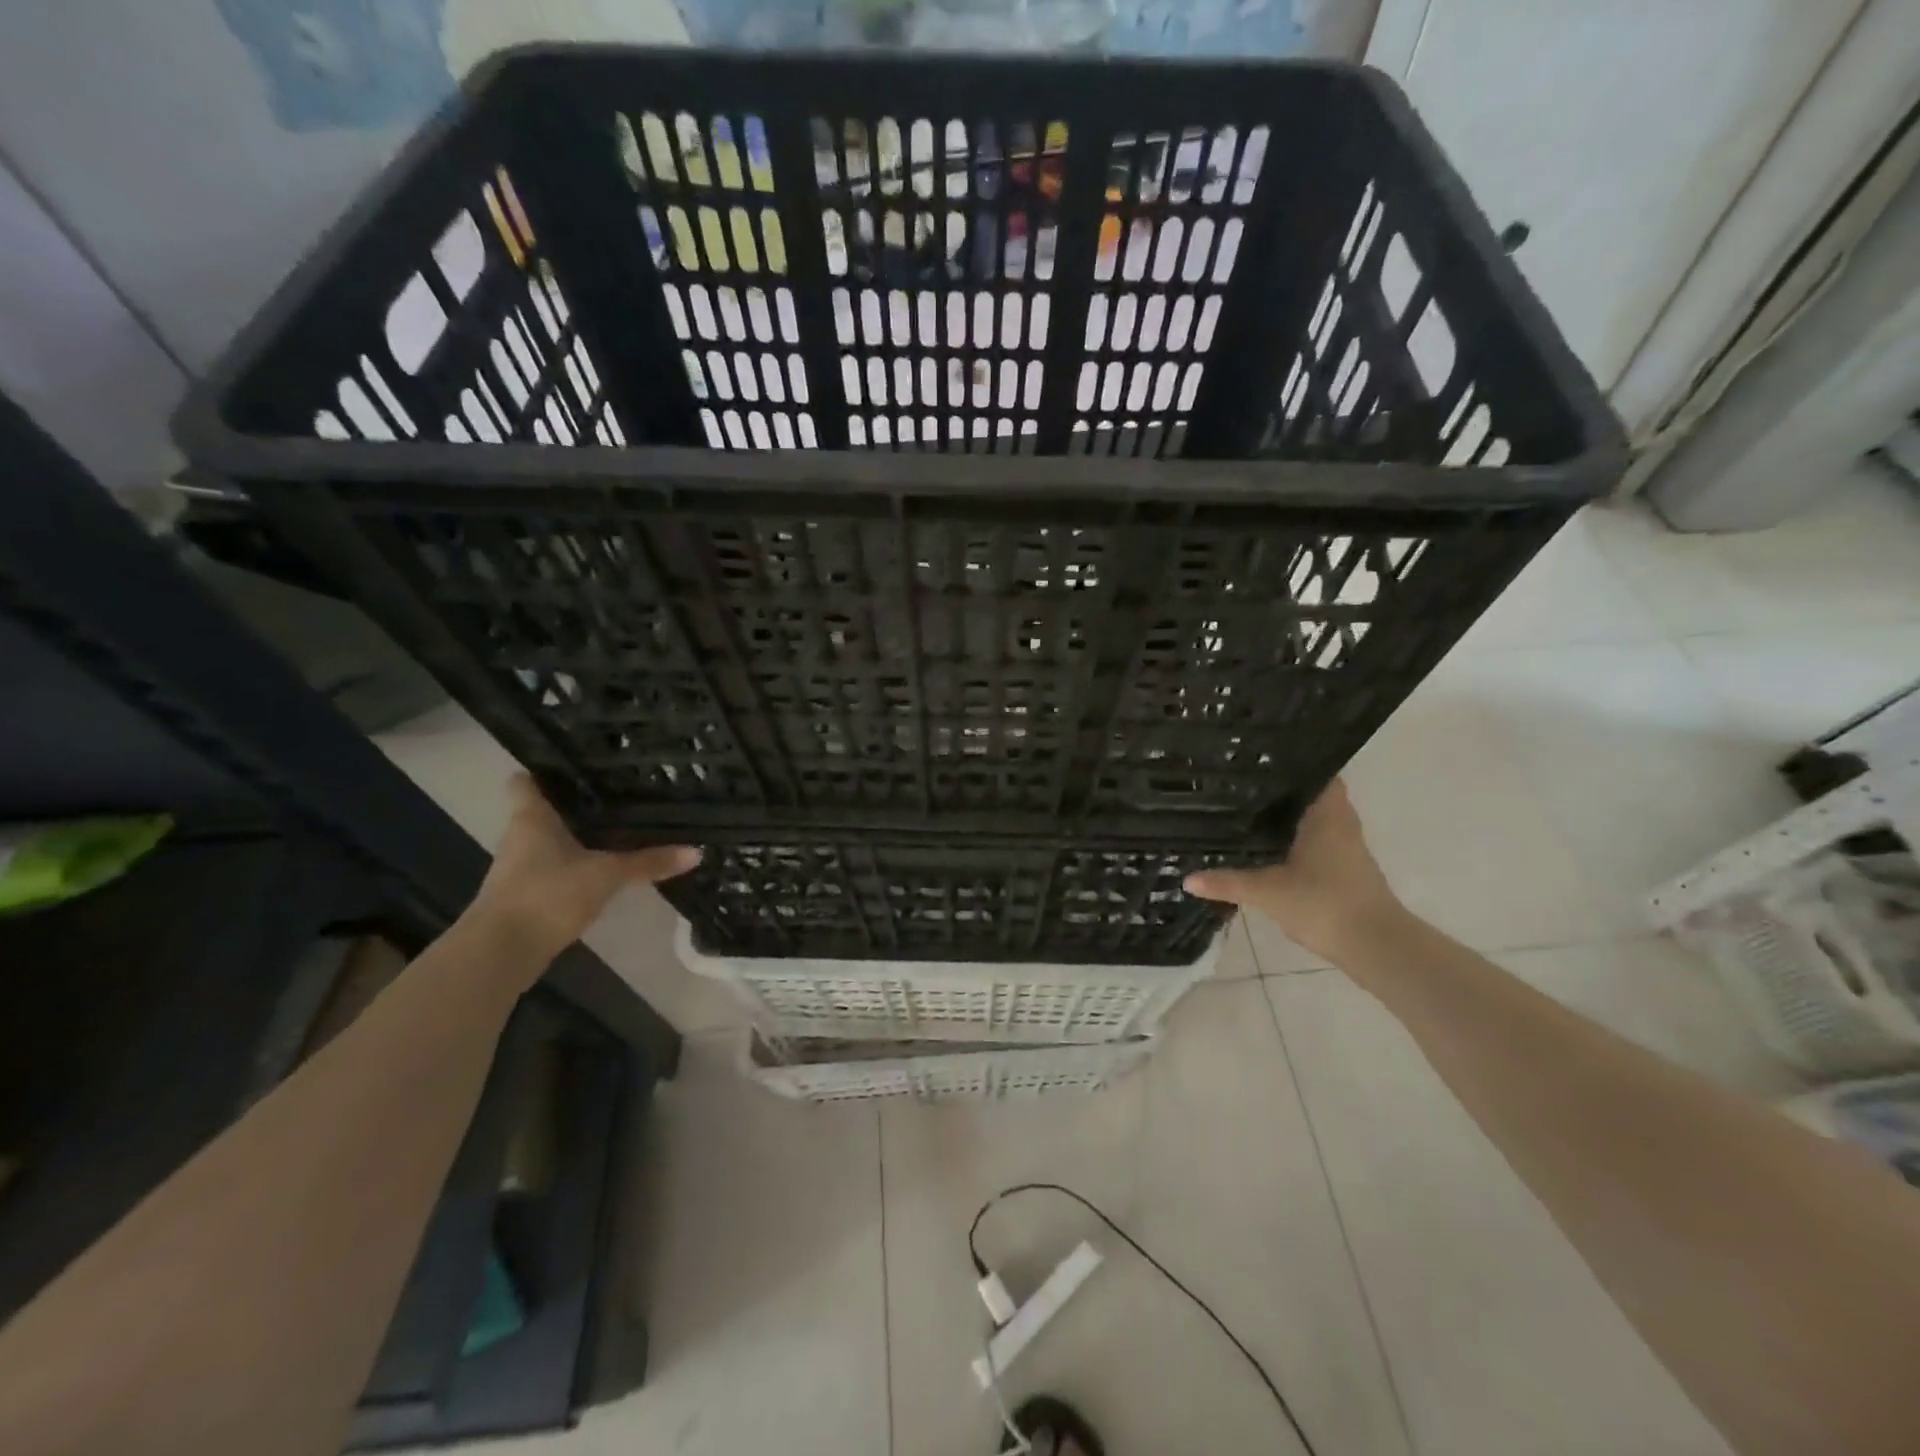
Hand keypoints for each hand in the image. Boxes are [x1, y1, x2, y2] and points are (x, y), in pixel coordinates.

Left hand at [471, 775, 699, 955]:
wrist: (501, 952)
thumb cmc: (548, 894)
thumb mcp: (606, 875)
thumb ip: (648, 862)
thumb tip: (696, 851)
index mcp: (532, 818)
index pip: (526, 781)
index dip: (546, 770)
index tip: (576, 763)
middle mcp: (520, 837)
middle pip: (543, 810)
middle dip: (573, 804)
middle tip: (614, 793)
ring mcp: (518, 869)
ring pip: (548, 842)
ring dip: (573, 837)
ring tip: (615, 828)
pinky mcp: (525, 897)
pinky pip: (552, 870)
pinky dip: (572, 867)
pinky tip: (601, 869)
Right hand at [1183, 780, 1402, 959]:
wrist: (1376, 947)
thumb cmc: (1325, 904)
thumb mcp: (1267, 892)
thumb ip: (1227, 882)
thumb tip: (1187, 879)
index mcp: (1327, 814)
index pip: (1315, 771)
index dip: (1290, 761)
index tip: (1257, 758)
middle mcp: (1341, 823)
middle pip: (1310, 795)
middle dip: (1279, 791)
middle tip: (1238, 783)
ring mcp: (1346, 848)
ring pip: (1312, 820)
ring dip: (1286, 817)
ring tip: (1244, 811)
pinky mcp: (1345, 871)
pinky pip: (1315, 843)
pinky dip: (1292, 841)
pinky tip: (1265, 848)